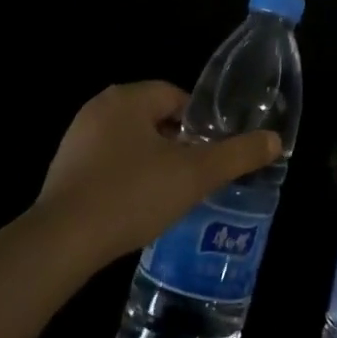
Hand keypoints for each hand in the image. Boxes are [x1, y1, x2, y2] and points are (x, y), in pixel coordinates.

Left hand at [35, 81, 281, 264]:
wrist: (61, 242)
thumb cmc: (132, 194)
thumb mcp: (194, 175)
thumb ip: (237, 155)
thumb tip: (275, 139)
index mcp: (128, 97)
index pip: (176, 96)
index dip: (199, 124)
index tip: (209, 154)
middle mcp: (99, 107)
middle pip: (153, 118)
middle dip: (176, 144)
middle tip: (194, 177)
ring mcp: (76, 138)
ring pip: (130, 141)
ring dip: (151, 162)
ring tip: (168, 196)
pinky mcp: (63, 169)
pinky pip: (106, 163)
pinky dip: (125, 178)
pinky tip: (134, 208)